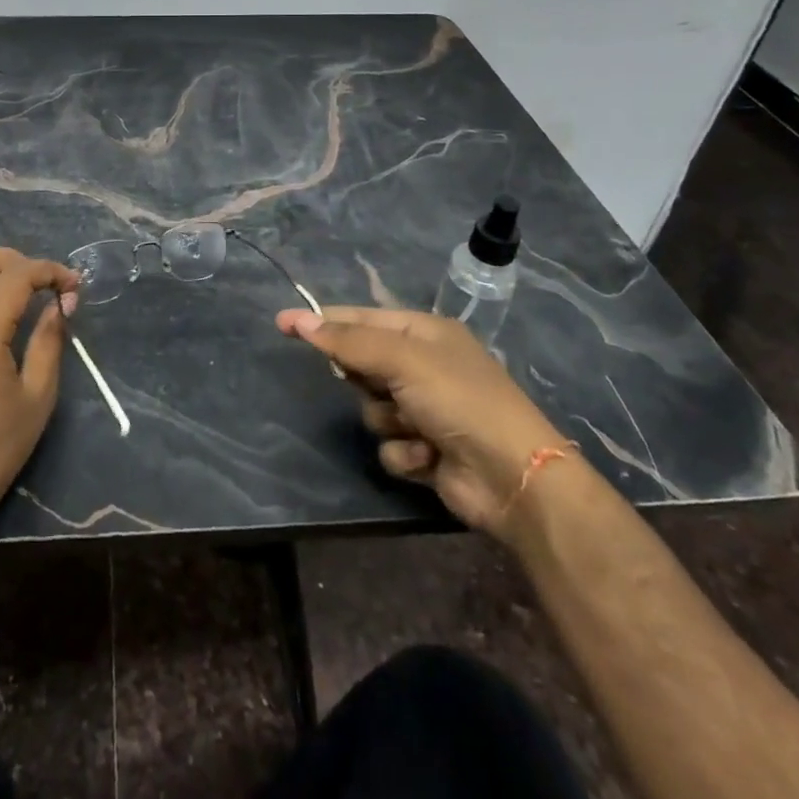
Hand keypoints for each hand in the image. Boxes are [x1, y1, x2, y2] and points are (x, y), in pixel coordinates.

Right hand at [277, 305, 564, 541]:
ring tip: (416, 428)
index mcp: (425, 333)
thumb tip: (297, 319)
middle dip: (366, 380)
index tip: (283, 323)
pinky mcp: (426, 450)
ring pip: (371, 408)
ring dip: (388, 421)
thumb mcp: (402, 360)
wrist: (514, 479)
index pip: (361, 319)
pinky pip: (388, 444)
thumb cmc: (459, 401)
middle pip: (363, 364)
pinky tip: (428, 459)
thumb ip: (347, 342)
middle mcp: (425, 367)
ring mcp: (426, 410)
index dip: (323, 320)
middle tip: (380, 386)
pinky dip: (404, 452)